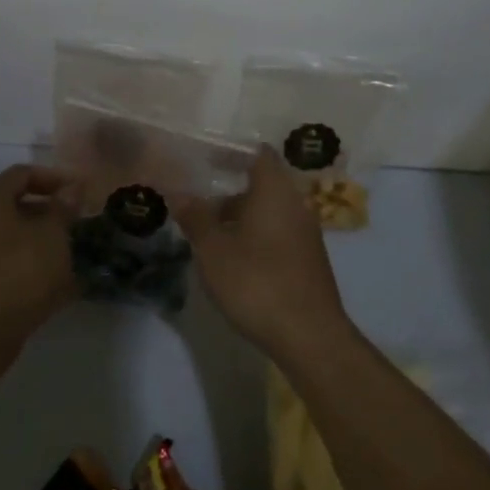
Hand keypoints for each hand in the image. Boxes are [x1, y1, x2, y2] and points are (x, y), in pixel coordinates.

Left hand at [0, 164, 78, 342]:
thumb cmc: (21, 269)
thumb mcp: (53, 234)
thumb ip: (63, 207)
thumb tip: (72, 188)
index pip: (22, 174)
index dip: (55, 178)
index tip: (80, 192)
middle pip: (12, 204)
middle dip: (46, 210)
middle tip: (75, 221)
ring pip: (7, 234)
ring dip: (37, 238)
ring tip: (68, 250)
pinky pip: (1, 260)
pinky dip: (25, 262)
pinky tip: (51, 279)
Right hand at [176, 148, 350, 359]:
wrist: (310, 336)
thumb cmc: (257, 282)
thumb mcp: (214, 250)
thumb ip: (195, 217)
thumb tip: (178, 193)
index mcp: (275, 191)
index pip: (257, 153)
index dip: (231, 152)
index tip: (204, 159)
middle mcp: (296, 204)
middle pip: (261, 184)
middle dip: (228, 191)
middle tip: (196, 203)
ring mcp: (306, 233)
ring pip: (269, 212)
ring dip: (239, 217)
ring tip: (207, 235)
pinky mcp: (308, 260)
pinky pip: (277, 233)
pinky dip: (254, 236)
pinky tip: (233, 260)